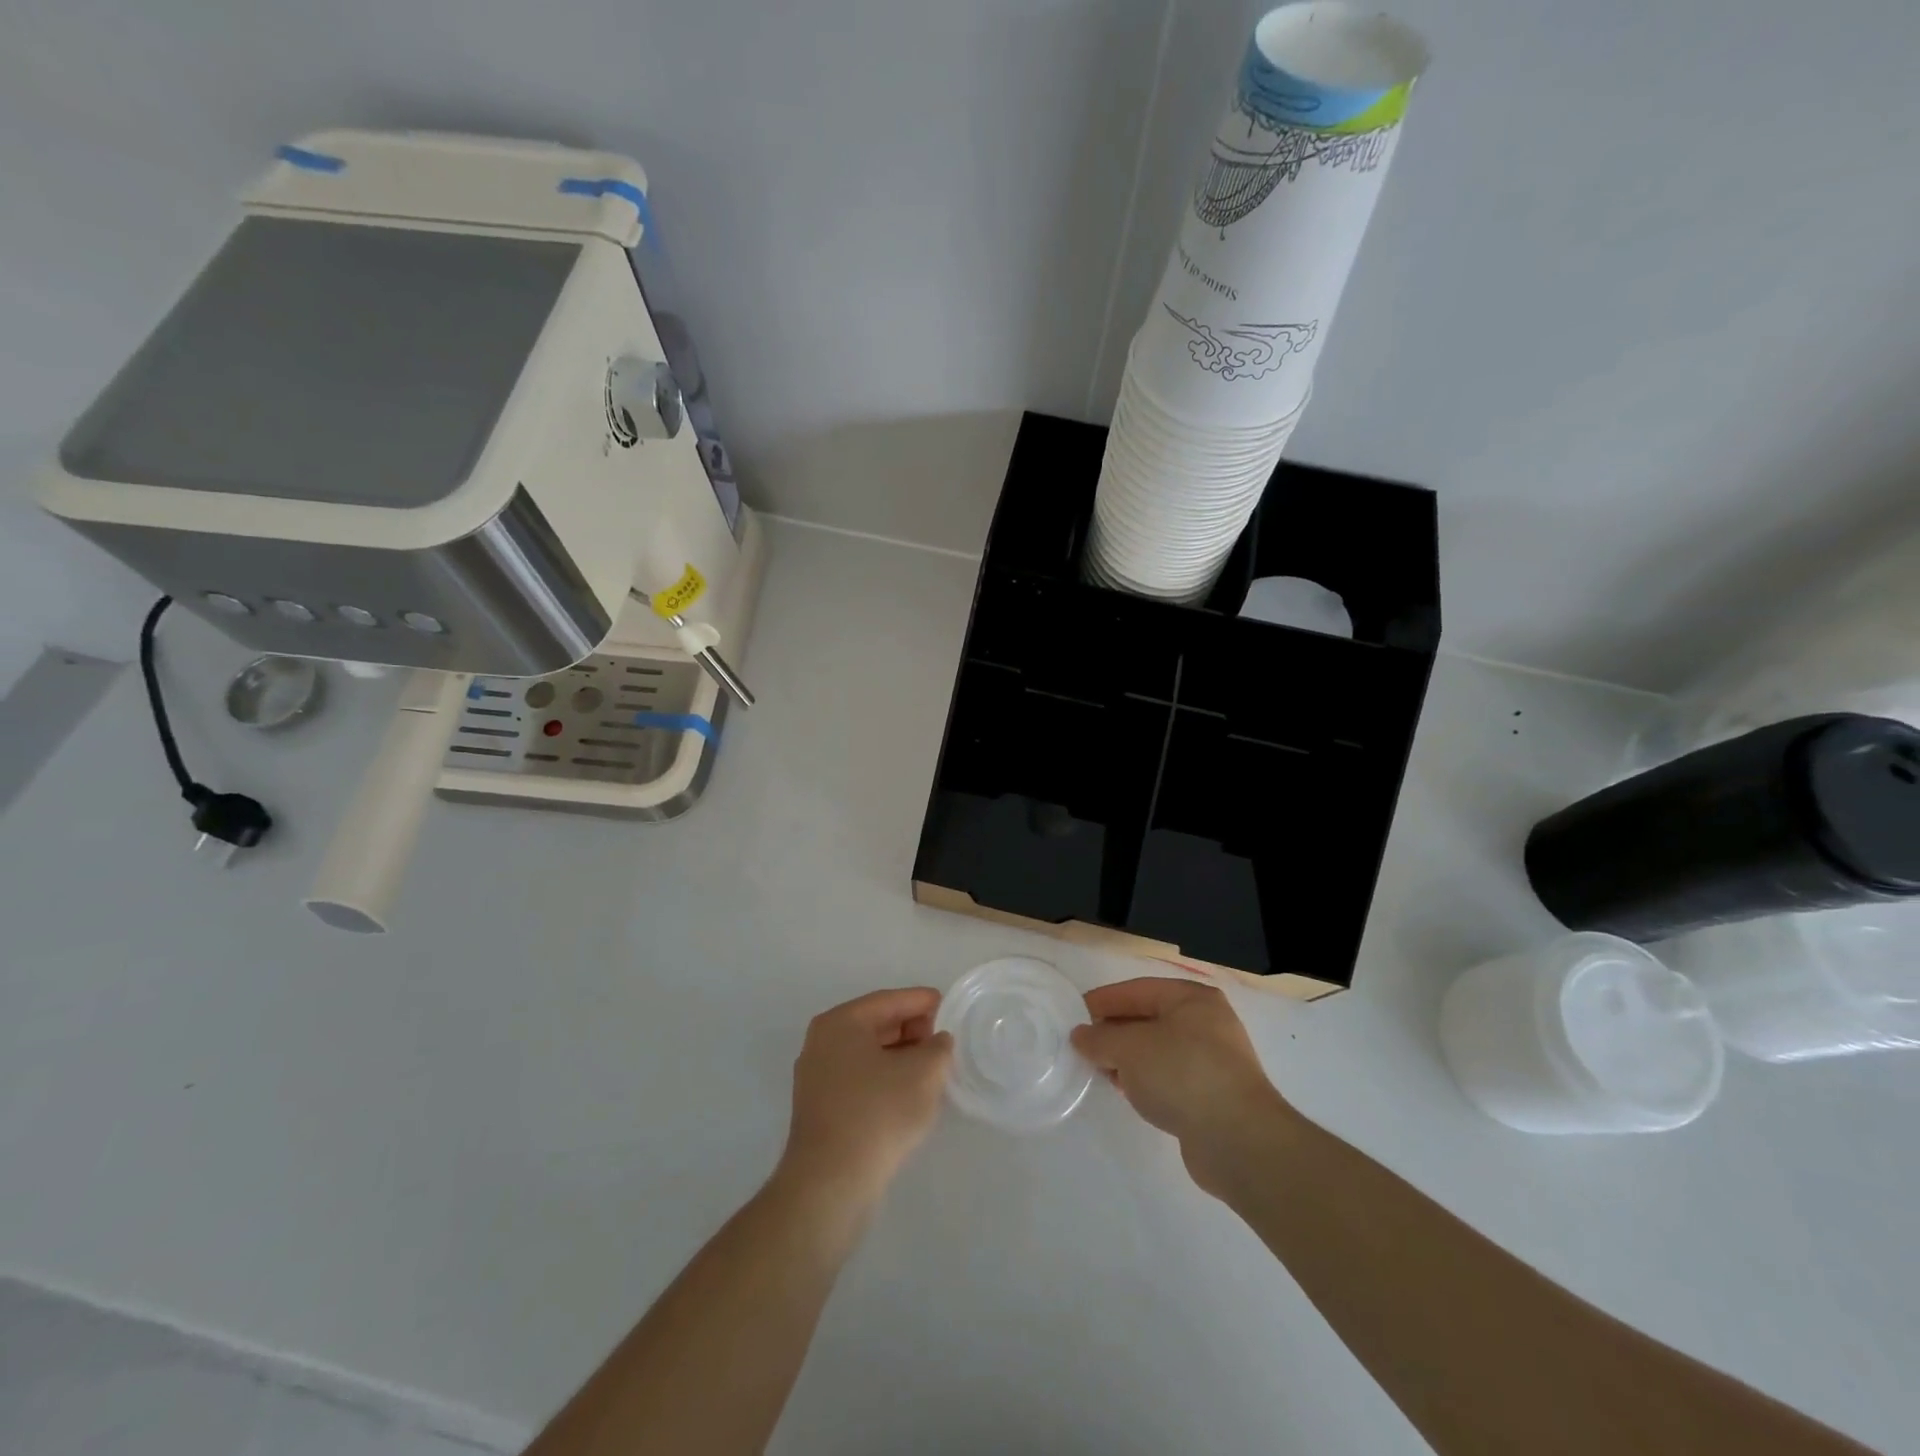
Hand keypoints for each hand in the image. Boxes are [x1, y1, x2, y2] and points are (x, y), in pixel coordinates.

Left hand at [776, 987, 953, 1211]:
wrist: (831, 1183)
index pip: (889, 1001)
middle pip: (876, 1025)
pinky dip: (885, 1078)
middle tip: (943, 1041)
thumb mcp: (923, 1073)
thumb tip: (936, 1042)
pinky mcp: (820, 1109)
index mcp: (841, 1022)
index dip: (922, 1002)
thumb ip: (938, 1047)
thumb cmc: (878, 1113)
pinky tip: (908, 1094)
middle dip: (912, 1029)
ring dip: (900, 1056)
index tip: (948, 1007)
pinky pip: (859, 1079)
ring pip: (867, 1054)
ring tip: (931, 1068)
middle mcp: (822, 1042)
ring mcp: (816, 1077)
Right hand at [1071, 978, 1292, 1198]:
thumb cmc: (1181, 1073)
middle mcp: (1207, 1023)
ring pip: (1159, 1051)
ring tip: (1101, 1070)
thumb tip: (1080, 1036)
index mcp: (1192, 999)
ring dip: (1129, 1059)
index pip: (1138, 990)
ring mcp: (1214, 1061)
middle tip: (1084, 1044)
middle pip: (1150, 1019)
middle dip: (1116, 1031)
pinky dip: (1147, 1080)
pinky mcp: (1214, 1095)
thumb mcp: (1129, 1048)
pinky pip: (1171, 1077)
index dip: (1105, 1000)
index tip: (1076, 1014)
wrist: (1238, 1139)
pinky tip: (1129, 1092)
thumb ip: (1100, 1039)